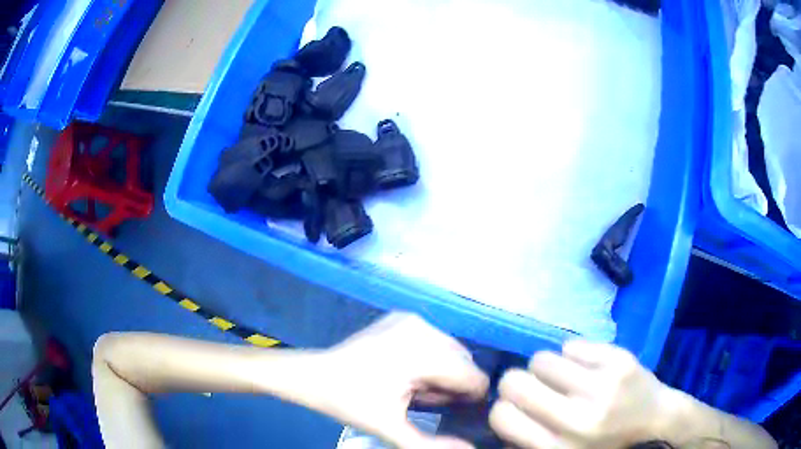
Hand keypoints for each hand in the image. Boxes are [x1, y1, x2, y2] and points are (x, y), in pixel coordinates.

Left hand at [316, 312, 489, 448]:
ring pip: (452, 350)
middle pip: (464, 362)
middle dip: (452, 385)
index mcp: (420, 355)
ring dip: (442, 372)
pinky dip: (431, 358)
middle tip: (420, 399)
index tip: (445, 409)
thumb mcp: (390, 429)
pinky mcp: (403, 317)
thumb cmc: (351, 403)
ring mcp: (412, 319)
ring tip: (411, 387)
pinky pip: (436, 340)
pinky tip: (406, 370)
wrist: (315, 376)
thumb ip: (431, 445)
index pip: (473, 376)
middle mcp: (422, 329)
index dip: (468, 398)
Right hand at [490, 341, 680, 448]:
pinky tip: (587, 368)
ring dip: (546, 369)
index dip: (502, 408)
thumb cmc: (604, 442)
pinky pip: (571, 345)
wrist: (655, 419)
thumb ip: (529, 439)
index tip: (516, 407)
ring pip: (541, 359)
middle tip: (534, 387)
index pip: (501, 417)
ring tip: (564, 379)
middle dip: (517, 383)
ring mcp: (602, 386)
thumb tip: (504, 410)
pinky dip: (572, 356)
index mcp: (558, 448)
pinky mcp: (619, 359)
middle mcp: (577, 419)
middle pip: (514, 382)